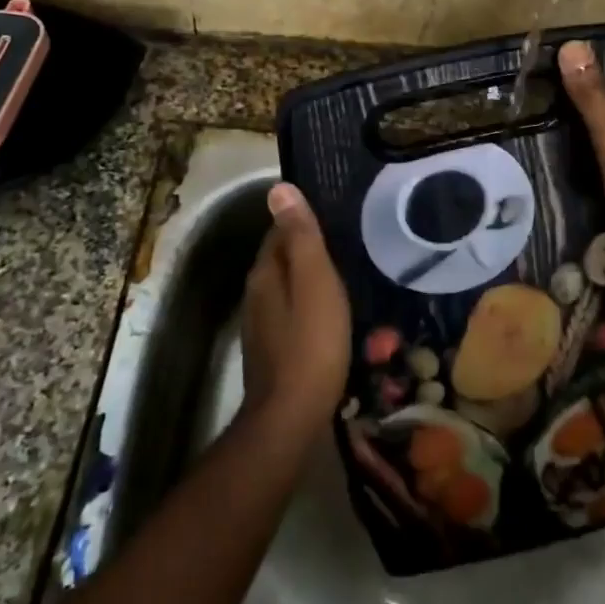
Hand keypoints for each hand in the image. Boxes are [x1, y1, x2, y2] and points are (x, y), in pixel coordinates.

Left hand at [240, 183, 350, 434]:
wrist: (292, 415)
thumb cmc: (311, 342)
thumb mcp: (315, 281)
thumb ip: (300, 236)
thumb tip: (278, 189)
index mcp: (265, 272)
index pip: (280, 231)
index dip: (305, 221)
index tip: (336, 217)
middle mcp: (256, 293)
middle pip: (282, 258)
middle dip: (308, 248)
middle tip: (348, 243)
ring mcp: (261, 324)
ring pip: (286, 287)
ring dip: (309, 278)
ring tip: (345, 274)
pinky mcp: (272, 349)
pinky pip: (291, 312)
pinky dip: (309, 305)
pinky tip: (330, 313)